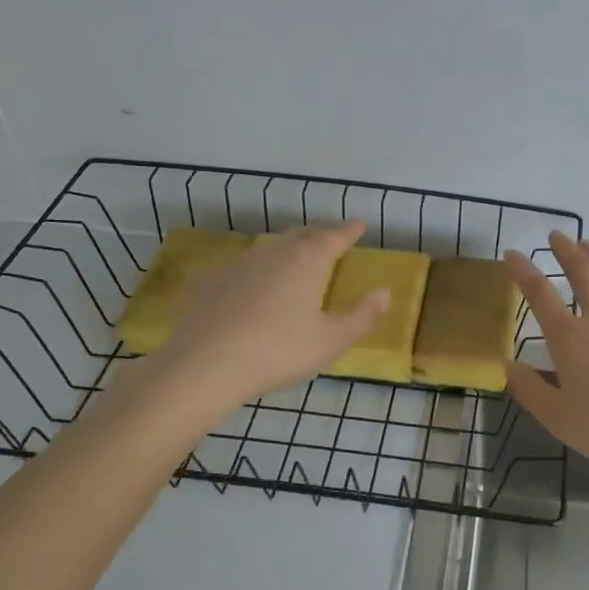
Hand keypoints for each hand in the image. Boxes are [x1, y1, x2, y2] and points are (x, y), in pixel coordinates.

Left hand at [128, 221, 387, 412]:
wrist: (205, 365)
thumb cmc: (279, 351)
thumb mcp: (331, 340)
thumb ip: (361, 315)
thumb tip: (384, 292)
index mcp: (308, 260)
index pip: (335, 236)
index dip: (350, 230)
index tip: (360, 224)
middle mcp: (275, 251)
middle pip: (301, 234)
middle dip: (319, 235)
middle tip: (330, 241)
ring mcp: (240, 263)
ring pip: (271, 247)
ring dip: (287, 249)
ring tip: (295, 260)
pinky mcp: (212, 281)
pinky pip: (243, 266)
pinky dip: (257, 270)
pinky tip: (253, 286)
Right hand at [503, 232, 588, 471]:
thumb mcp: (558, 418)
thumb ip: (530, 390)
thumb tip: (508, 366)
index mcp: (569, 338)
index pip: (539, 294)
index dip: (522, 271)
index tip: (512, 255)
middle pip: (582, 273)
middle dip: (566, 251)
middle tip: (556, 235)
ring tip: (588, 244)